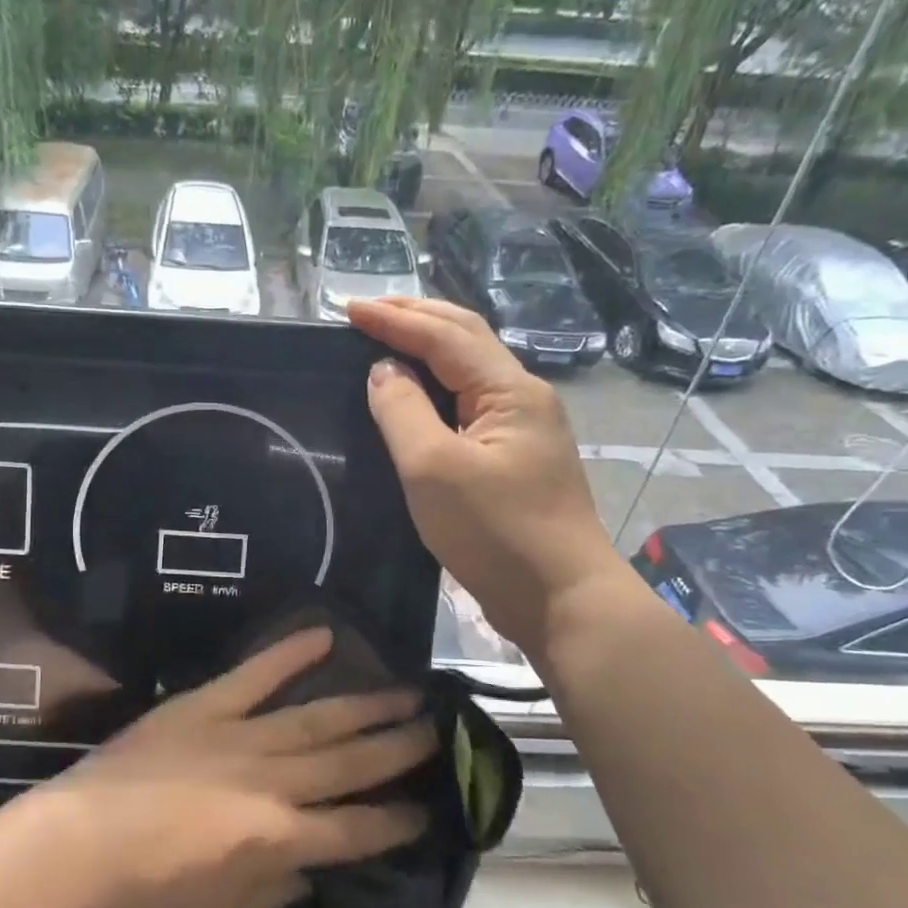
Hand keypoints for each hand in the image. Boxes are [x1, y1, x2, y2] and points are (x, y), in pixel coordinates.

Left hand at [37, 628, 432, 907]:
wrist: (79, 846)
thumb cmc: (149, 896)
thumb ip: (280, 887)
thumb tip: (314, 864)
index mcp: (281, 838)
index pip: (357, 828)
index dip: (398, 820)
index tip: (430, 807)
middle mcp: (274, 781)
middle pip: (349, 762)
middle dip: (398, 748)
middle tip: (438, 729)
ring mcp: (239, 735)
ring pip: (317, 717)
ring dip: (365, 706)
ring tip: (406, 692)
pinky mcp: (203, 706)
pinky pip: (254, 674)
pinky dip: (288, 653)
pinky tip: (324, 633)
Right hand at [348, 296, 617, 652]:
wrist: (561, 598)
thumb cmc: (495, 531)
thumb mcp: (432, 468)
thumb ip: (403, 411)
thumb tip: (384, 370)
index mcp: (509, 389)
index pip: (444, 336)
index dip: (393, 318)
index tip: (345, 308)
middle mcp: (523, 396)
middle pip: (466, 338)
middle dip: (415, 317)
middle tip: (366, 312)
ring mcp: (523, 428)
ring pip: (470, 370)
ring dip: (427, 346)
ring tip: (385, 339)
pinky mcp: (515, 458)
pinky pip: (470, 403)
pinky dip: (437, 385)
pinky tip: (416, 394)